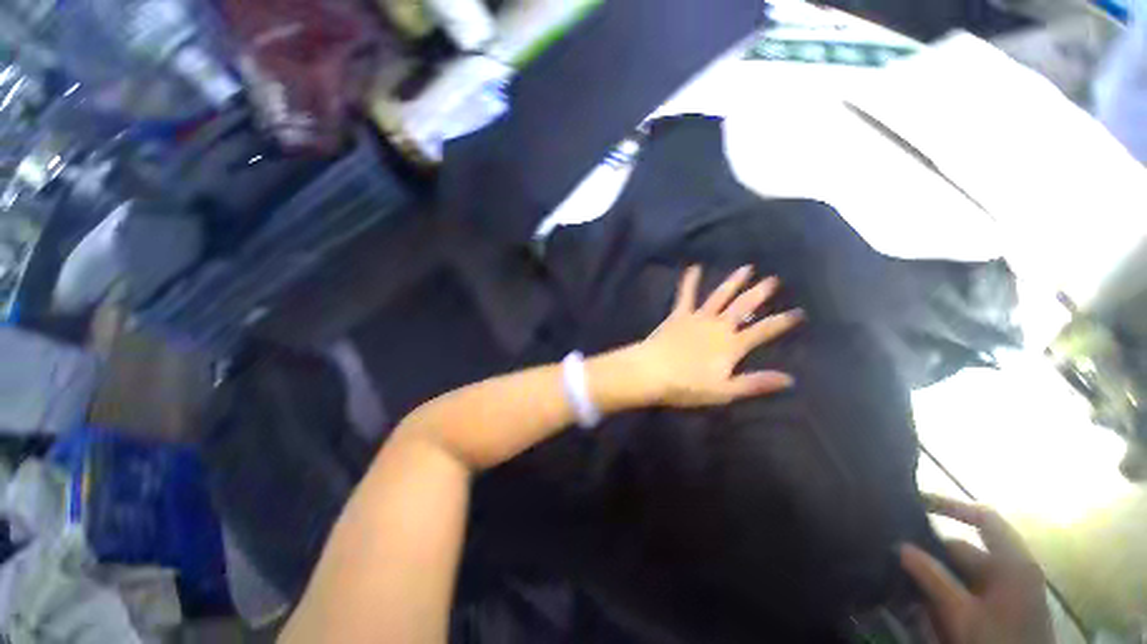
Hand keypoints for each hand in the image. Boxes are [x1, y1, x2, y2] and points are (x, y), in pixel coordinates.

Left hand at [634, 265, 801, 407]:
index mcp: (731, 345)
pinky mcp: (678, 315)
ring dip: (733, 282)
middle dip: (759, 294)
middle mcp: (718, 327)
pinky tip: (694, 267)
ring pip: (720, 296)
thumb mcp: (725, 391)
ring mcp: (698, 318)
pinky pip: (686, 295)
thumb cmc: (687, 386)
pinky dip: (690, 281)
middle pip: (743, 307)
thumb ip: (755, 383)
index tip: (798, 312)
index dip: (781, 322)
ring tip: (746, 268)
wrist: (652, 372)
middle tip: (773, 279)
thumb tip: (789, 379)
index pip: (763, 331)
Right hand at [901, 496, 1053, 643]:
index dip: (951, 506)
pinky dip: (947, 588)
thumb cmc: (996, 640)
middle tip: (897, 553)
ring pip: (964, 571)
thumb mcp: (962, 613)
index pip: (983, 518)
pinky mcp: (1003, 608)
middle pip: (966, 549)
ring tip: (905, 575)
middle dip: (931, 552)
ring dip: (937, 572)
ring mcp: (1010, 590)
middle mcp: (1013, 569)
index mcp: (1013, 562)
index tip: (916, 501)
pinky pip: (969, 588)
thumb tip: (902, 546)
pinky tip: (926, 599)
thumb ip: (933, 579)